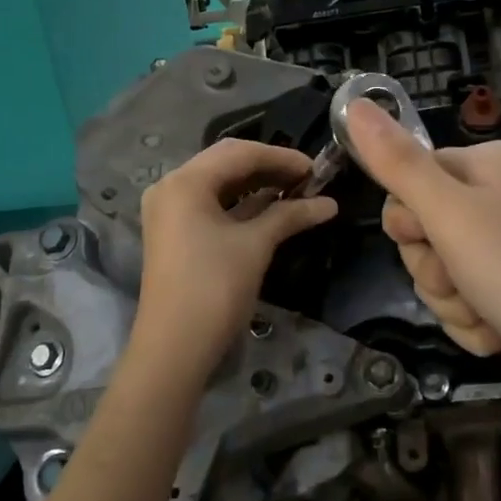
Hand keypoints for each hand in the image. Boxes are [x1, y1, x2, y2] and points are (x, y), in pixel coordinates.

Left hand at [132, 140, 337, 372]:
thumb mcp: (256, 245)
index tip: (317, 168)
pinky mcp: (175, 233)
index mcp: (185, 181)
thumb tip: (329, 203)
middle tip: (308, 179)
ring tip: (296, 191)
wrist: (174, 348)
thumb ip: (291, 215)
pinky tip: (271, 209)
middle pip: (227, 163)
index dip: (282, 157)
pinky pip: (212, 206)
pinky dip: (241, 205)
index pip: (240, 152)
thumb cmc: (215, 287)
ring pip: (220, 185)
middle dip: (269, 168)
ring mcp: (170, 211)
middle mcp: (172, 187)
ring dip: (257, 186)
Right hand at [346, 99, 500, 377]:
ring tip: (488, 312)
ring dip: (455, 303)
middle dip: (435, 271)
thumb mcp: (449, 213)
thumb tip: (353, 102)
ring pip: (444, 273)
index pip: (410, 181)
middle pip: (425, 232)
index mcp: (485, 165)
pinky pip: (471, 300)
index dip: (408, 221)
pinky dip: (478, 320)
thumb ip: (397, 163)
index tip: (428, 240)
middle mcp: (500, 195)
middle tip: (462, 283)